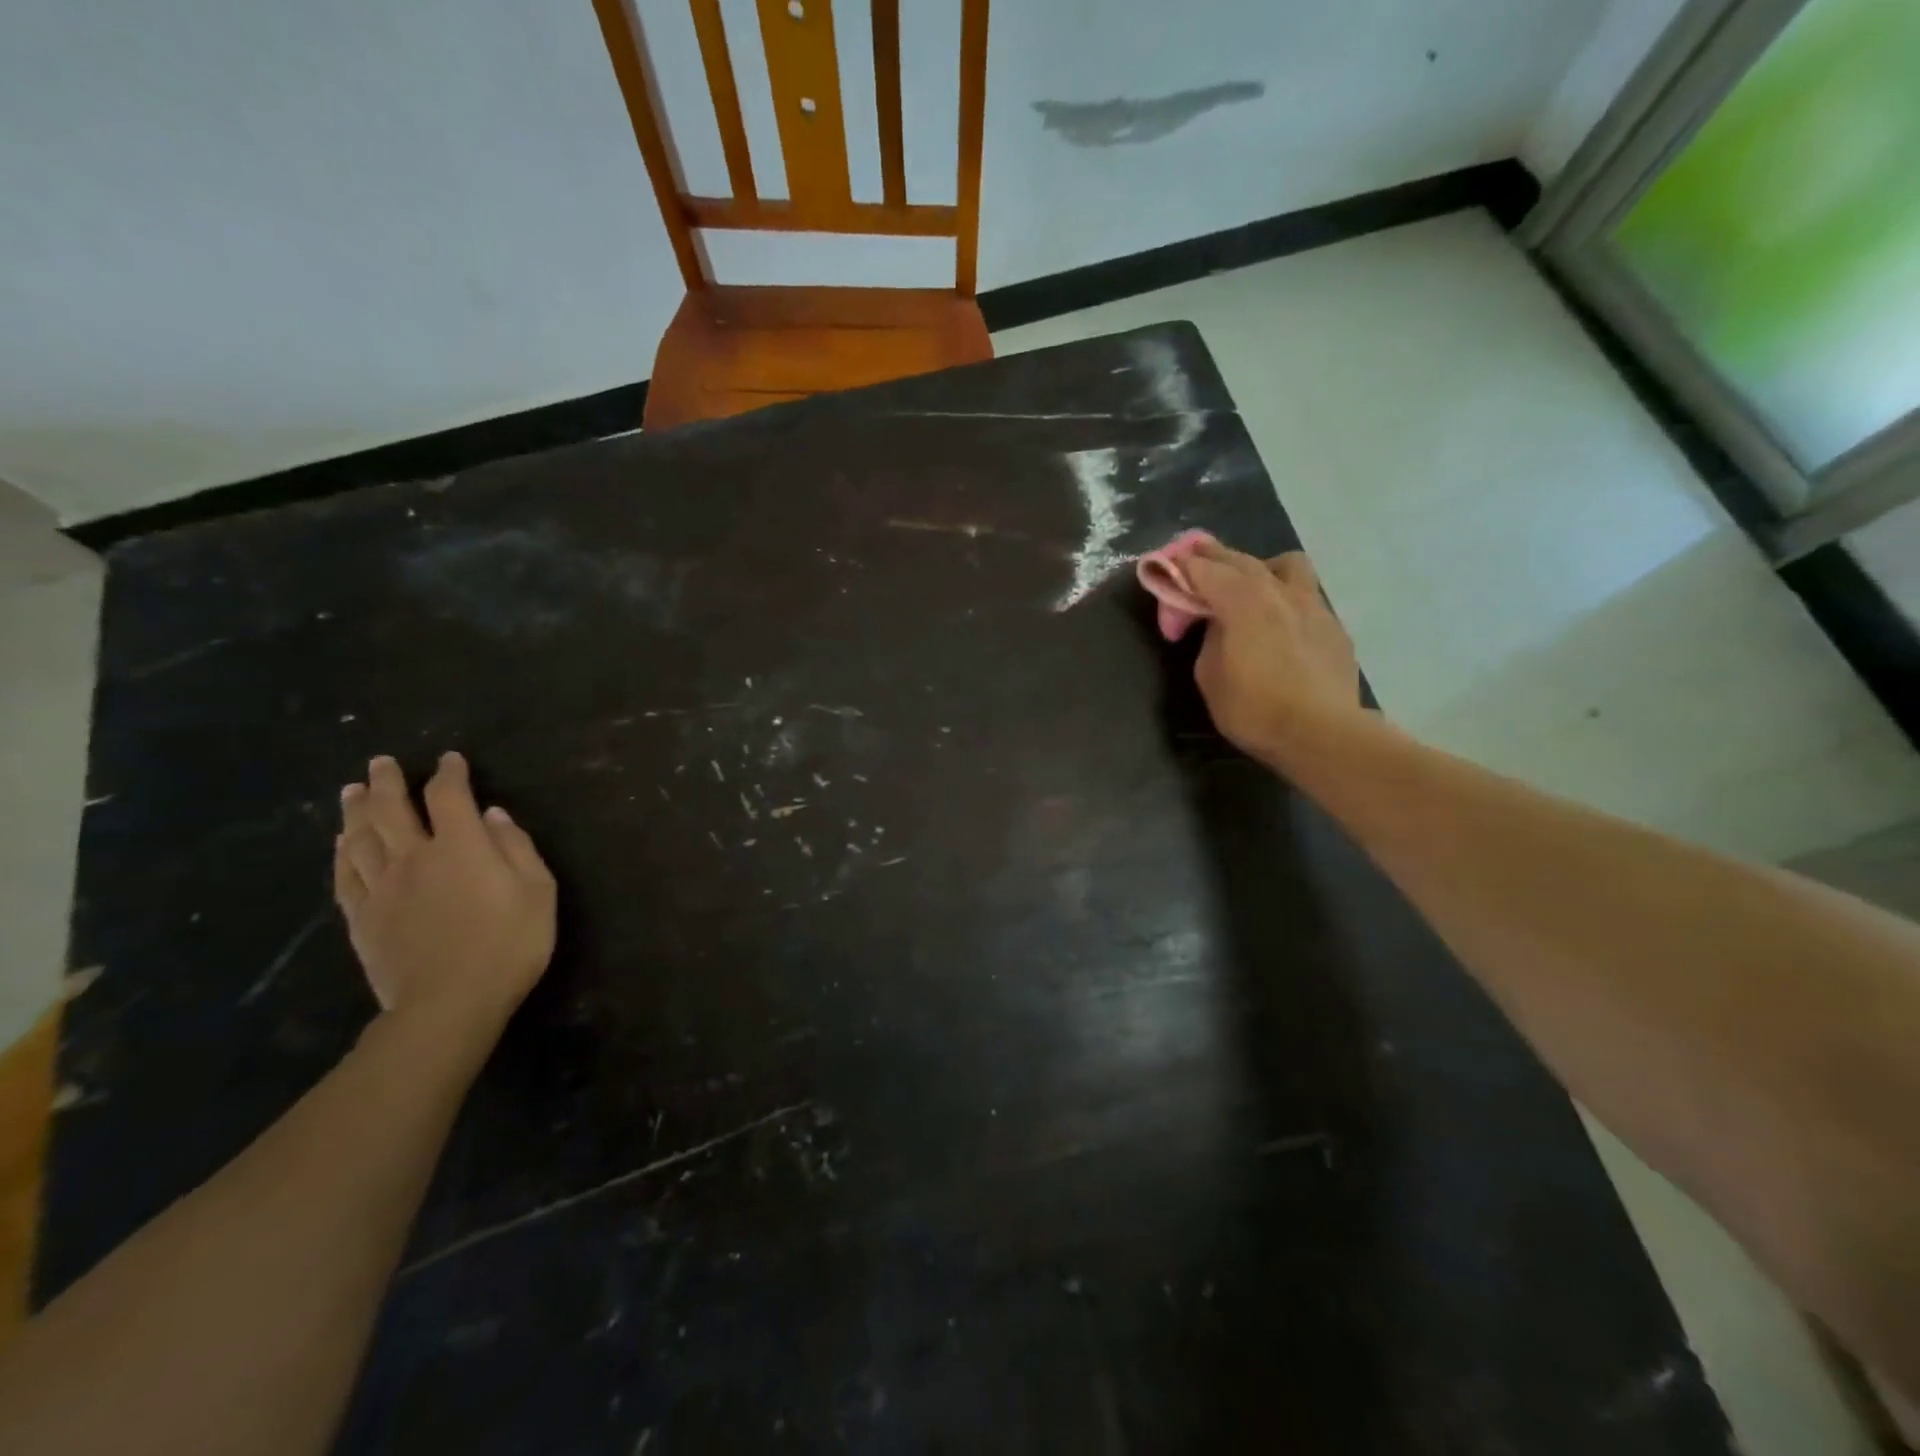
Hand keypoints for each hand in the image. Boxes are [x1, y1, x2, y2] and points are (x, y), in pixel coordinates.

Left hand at [334, 753, 555, 1040]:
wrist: (449, 1004)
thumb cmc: (509, 944)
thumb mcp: (538, 892)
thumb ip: (516, 848)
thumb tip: (493, 816)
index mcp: (462, 847)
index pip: (449, 796)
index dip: (449, 774)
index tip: (450, 760)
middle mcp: (414, 857)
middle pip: (391, 809)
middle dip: (387, 781)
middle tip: (381, 763)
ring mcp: (382, 888)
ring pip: (360, 838)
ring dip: (356, 810)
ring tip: (352, 791)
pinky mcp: (361, 917)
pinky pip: (345, 875)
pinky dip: (342, 853)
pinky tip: (342, 844)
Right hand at [1184, 543, 1364, 761]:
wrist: (1321, 734)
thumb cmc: (1254, 708)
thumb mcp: (1210, 675)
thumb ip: (1211, 637)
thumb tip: (1220, 623)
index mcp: (1242, 600)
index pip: (1204, 569)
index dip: (1181, 566)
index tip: (1166, 565)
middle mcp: (1279, 591)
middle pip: (1241, 560)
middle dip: (1214, 556)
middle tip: (1195, 556)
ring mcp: (1312, 605)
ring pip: (1286, 566)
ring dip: (1261, 567)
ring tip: (1249, 587)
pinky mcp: (1334, 626)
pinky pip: (1306, 596)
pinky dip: (1285, 598)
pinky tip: (1281, 624)